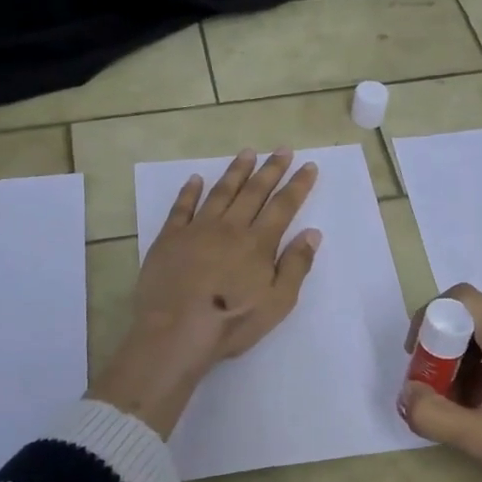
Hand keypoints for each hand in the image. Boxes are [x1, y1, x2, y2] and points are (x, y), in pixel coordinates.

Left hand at [89, 148, 320, 436]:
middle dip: (271, 169)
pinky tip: (196, 178)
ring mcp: (197, 230)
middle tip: (282, 149)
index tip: (308, 166)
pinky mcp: (170, 238)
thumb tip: (312, 233)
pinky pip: (182, 207)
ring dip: (236, 171)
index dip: (298, 185)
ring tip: (247, 153)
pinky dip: (190, 191)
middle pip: (254, 192)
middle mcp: (230, 228)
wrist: (175, 332)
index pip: (283, 206)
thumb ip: (296, 266)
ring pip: (221, 192)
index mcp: (258, 244)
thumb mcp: (277, 303)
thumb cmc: (231, 323)